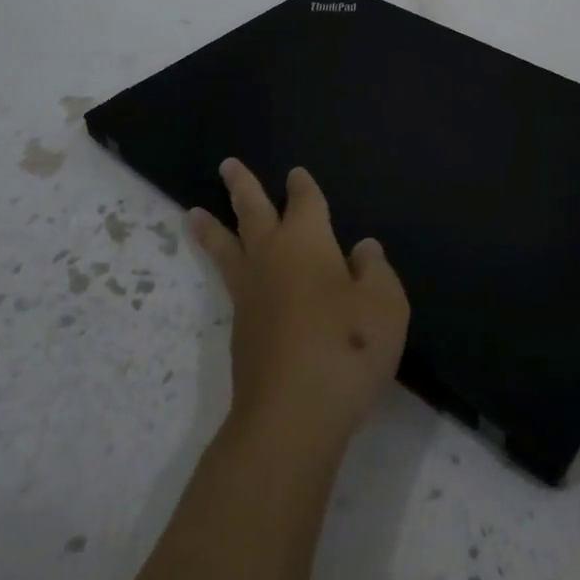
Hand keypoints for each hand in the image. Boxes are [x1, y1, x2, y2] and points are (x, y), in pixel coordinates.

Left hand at [190, 160, 409, 450]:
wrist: (292, 414)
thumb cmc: (347, 347)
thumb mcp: (385, 305)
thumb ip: (376, 271)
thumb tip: (363, 249)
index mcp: (307, 241)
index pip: (305, 201)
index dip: (303, 186)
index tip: (296, 174)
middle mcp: (272, 257)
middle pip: (252, 211)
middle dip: (242, 186)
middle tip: (227, 165)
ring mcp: (250, 294)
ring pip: (227, 247)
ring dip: (213, 227)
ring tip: (193, 213)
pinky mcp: (240, 330)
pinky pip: (229, 283)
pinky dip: (224, 268)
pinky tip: (237, 277)